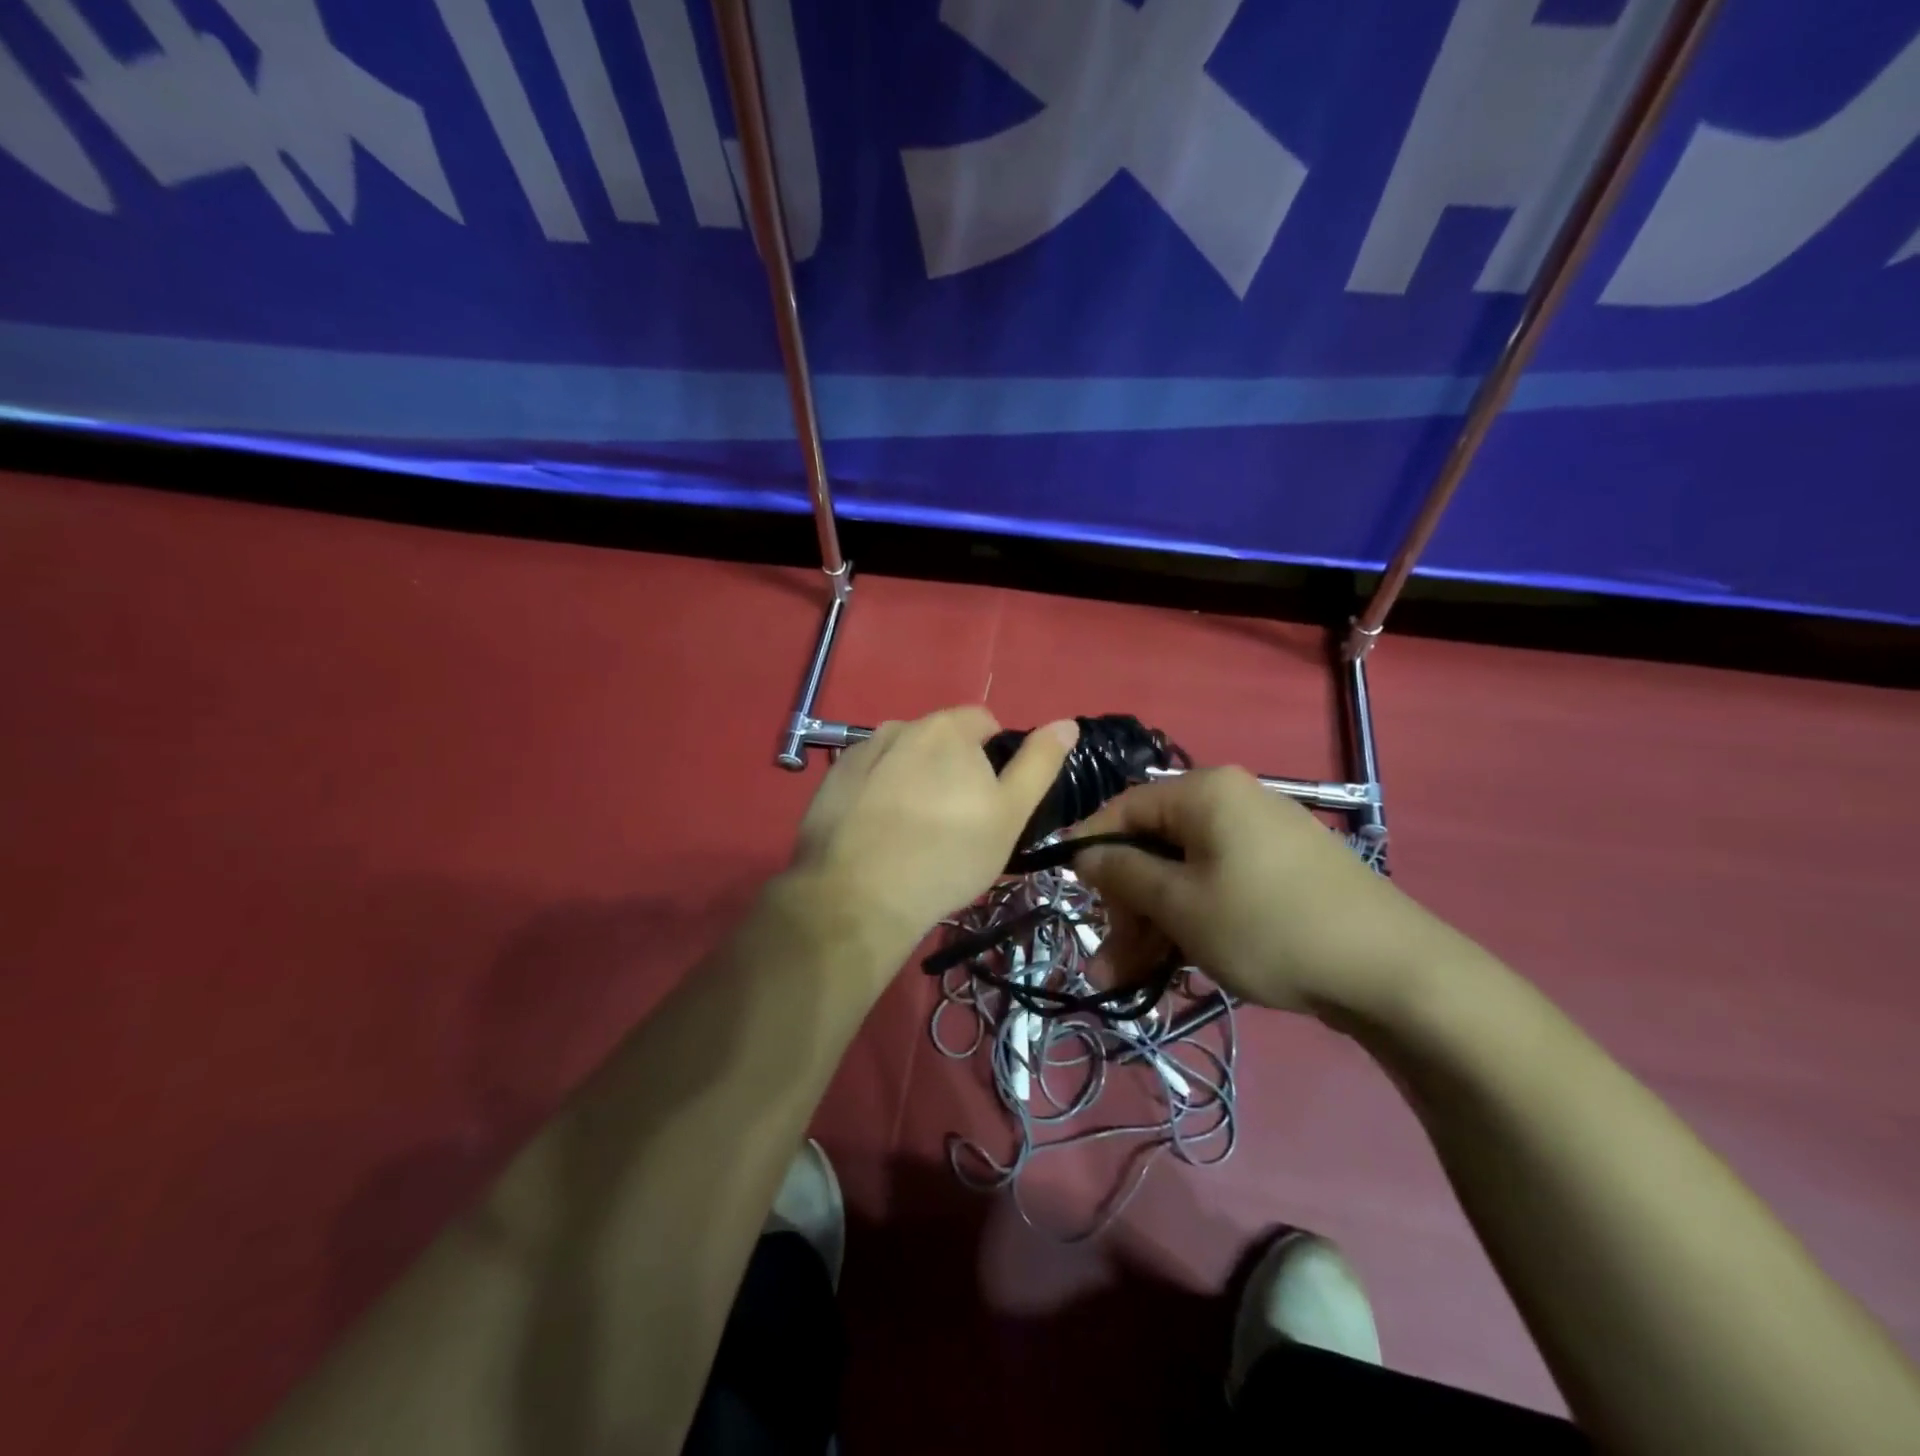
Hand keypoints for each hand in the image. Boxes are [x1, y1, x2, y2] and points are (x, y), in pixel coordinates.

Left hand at [786, 706, 1078, 970]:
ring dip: (912, 779)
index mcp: (946, 728)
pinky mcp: (830, 782)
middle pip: (939, 740)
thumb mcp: (1010, 814)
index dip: (993, 757)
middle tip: (954, 821)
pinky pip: (867, 778)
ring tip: (913, 831)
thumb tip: (1067, 723)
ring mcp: (858, 753)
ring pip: (901, 758)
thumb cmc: (949, 855)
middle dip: (951, 768)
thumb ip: (1039, 763)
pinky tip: (877, 834)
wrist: (859, 897)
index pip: (982, 722)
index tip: (989, 800)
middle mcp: (899, 726)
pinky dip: (877, 795)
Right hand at [1072, 768, 1449, 1015]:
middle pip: (1155, 847)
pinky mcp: (1284, 873)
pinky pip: (1219, 888)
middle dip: (1126, 907)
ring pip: (1185, 875)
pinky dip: (1193, 923)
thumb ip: (1123, 873)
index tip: (1068, 894)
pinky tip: (1178, 969)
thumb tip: (1083, 853)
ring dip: (1154, 926)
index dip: (1090, 850)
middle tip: (1108, 963)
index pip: (1125, 808)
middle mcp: (1232, 803)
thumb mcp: (1181, 904)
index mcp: (1204, 792)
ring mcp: (1262, 838)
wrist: (1394, 972)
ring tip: (1131, 982)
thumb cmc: (1268, 926)